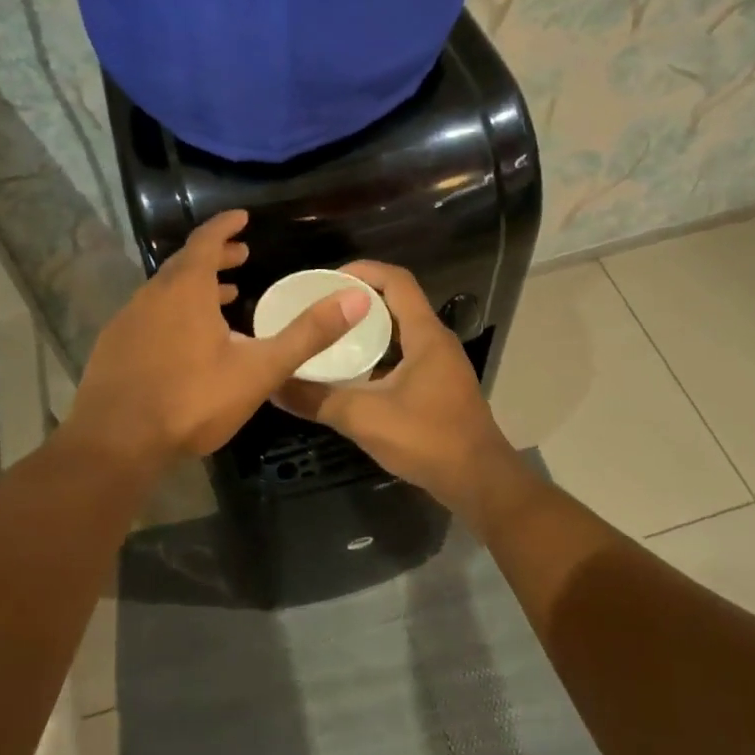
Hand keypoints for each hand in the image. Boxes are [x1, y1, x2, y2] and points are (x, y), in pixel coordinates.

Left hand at [61, 211, 369, 472]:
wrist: (115, 443)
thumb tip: (357, 297)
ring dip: (194, 286)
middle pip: (185, 263)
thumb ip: (307, 334)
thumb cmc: (192, 400)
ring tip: (222, 297)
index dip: (225, 226)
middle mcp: (153, 294)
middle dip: (214, 256)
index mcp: (186, 289)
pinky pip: (150, 314)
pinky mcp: (113, 346)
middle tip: (240, 257)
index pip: (206, 240)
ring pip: (166, 290)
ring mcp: (128, 320)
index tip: (241, 217)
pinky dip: (173, 311)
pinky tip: (184, 340)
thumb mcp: (259, 369)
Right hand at [273, 260, 515, 510]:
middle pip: (397, 303)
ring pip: (401, 332)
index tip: (328, 279)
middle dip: (359, 300)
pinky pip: (406, 355)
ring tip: (330, 336)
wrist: (480, 483)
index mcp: (425, 334)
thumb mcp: (364, 418)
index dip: (363, 271)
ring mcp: (441, 365)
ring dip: (369, 329)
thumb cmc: (427, 439)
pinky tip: (353, 375)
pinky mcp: (440, 387)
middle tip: (321, 308)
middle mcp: (436, 341)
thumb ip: (317, 400)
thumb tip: (274, 385)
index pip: (396, 281)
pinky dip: (379, 355)